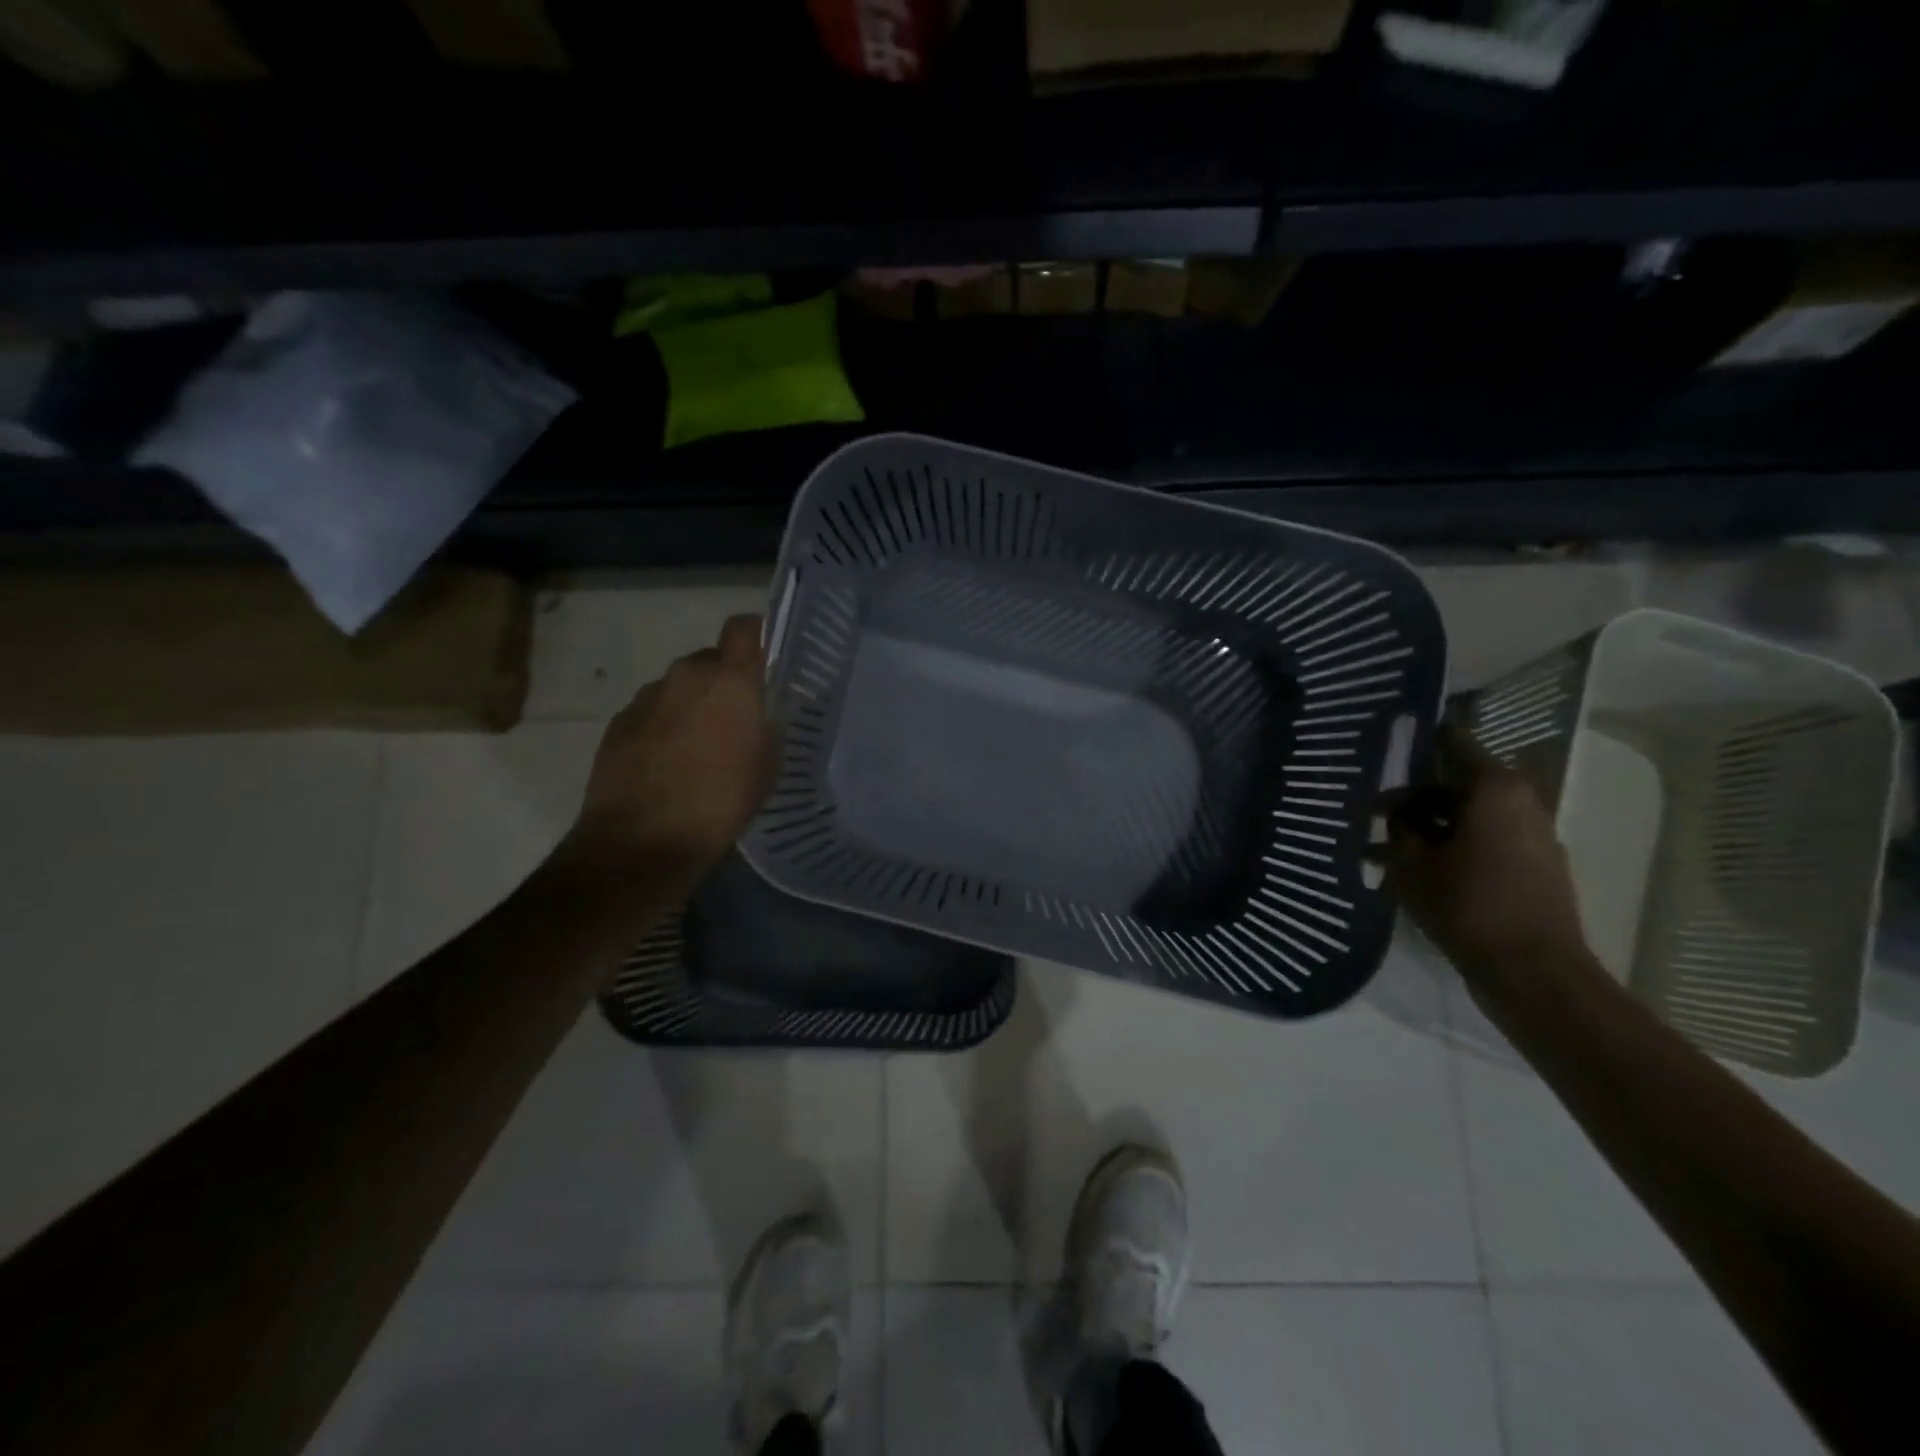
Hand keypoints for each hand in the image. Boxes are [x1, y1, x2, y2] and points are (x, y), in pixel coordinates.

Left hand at [568, 614, 776, 874]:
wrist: (641, 841)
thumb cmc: (720, 802)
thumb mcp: (767, 767)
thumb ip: (764, 726)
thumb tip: (755, 714)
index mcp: (730, 681)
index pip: (745, 628)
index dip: (757, 635)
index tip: (766, 656)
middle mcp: (686, 675)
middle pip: (711, 660)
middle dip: (724, 682)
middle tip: (735, 719)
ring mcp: (646, 697)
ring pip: (679, 687)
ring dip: (691, 705)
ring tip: (698, 748)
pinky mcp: (618, 722)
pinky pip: (652, 712)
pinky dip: (663, 727)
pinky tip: (667, 765)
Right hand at [1385, 726, 1594, 990]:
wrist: (1532, 972)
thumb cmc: (1467, 906)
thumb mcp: (1411, 864)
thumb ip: (1398, 828)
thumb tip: (1395, 811)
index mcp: (1495, 789)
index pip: (1452, 743)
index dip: (1417, 743)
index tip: (1383, 746)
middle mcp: (1522, 802)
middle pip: (1459, 783)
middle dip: (1416, 795)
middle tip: (1374, 811)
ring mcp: (1534, 836)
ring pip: (1471, 816)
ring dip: (1432, 825)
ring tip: (1388, 846)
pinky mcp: (1536, 867)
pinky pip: (1487, 842)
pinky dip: (1454, 846)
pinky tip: (1419, 869)